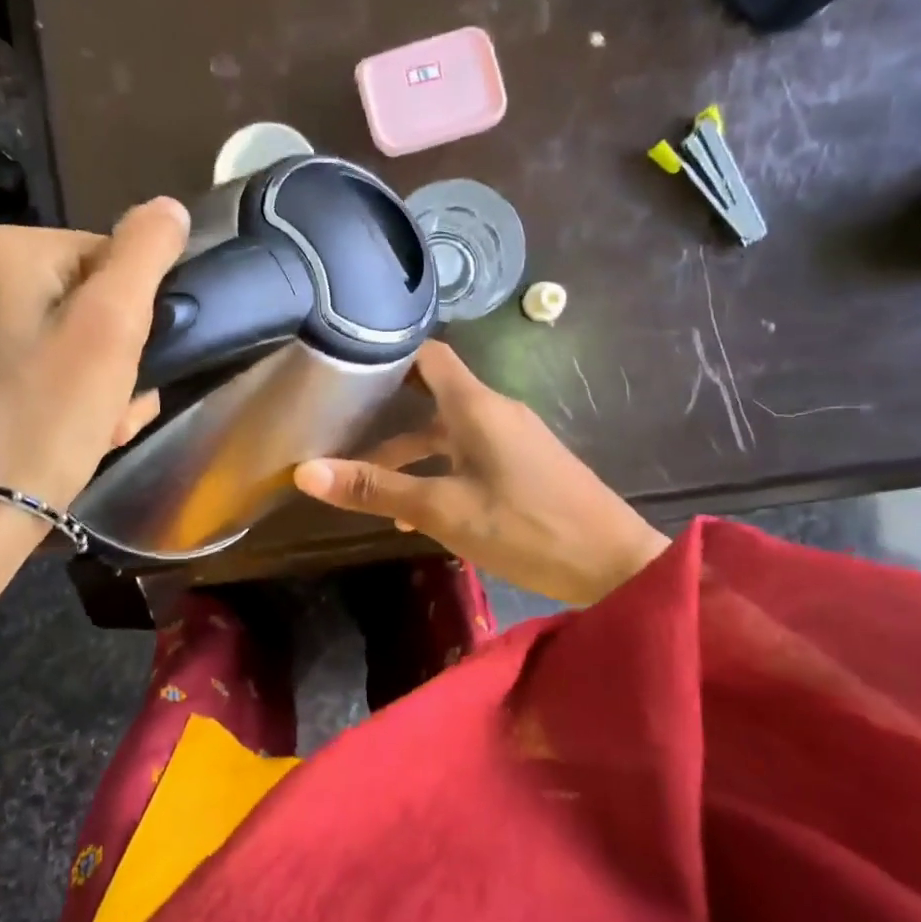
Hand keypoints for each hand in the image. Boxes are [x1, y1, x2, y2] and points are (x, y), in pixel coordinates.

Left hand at [0, 197, 189, 518]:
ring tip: (101, 425)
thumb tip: (168, 206)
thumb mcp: (112, 326)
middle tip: (120, 404)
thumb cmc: (51, 414)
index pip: (110, 258)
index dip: (137, 314)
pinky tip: (67, 431)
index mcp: (8, 252)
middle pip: (86, 301)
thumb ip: (144, 255)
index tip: (137, 366)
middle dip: (117, 355)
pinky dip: (61, 394)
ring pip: (64, 338)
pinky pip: (33, 367)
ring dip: (99, 380)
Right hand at [294, 342, 667, 605]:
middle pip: (432, 395)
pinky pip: (471, 453)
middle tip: (341, 426)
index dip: (388, 356)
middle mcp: (495, 410)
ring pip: (448, 431)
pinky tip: (417, 511)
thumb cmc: (525, 528)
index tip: (345, 369)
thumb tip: (305, 472)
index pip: (427, 355)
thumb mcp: (442, 510)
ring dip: (411, 452)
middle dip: (387, 412)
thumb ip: (376, 488)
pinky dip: (439, 469)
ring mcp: (514, 437)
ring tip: (370, 485)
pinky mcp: (525, 463)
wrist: (615, 566)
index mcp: (476, 406)